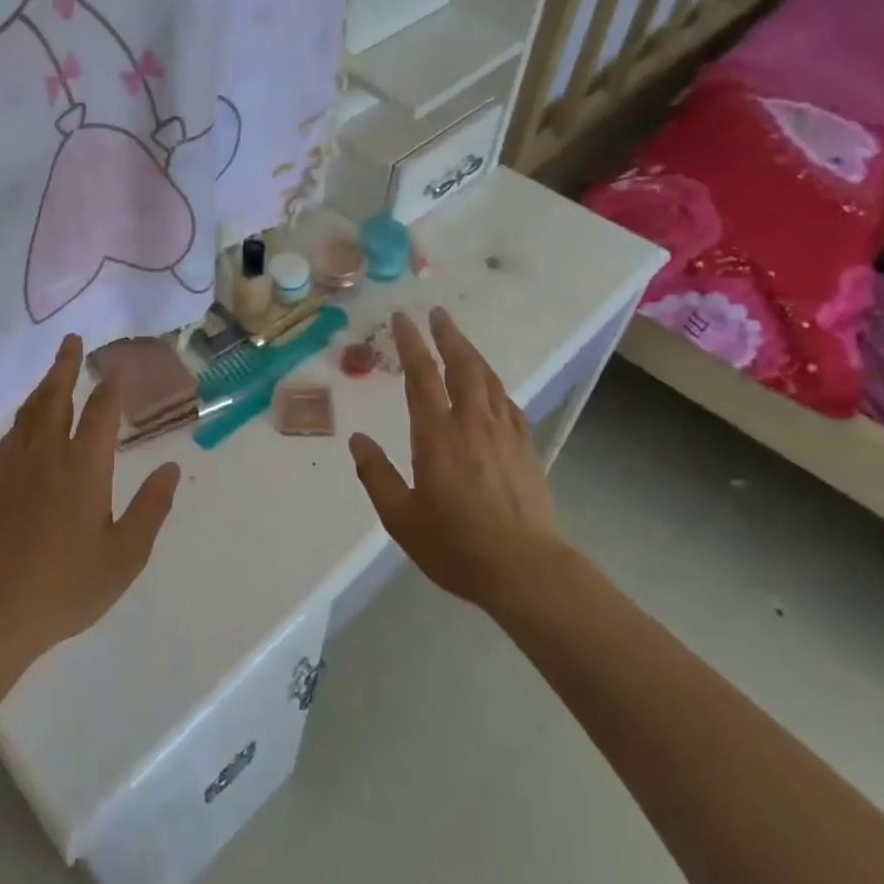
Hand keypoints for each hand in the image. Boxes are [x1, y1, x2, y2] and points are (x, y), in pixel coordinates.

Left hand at [0, 334, 178, 658]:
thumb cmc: (69, 586)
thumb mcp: (125, 554)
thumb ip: (150, 508)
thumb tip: (170, 467)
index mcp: (83, 468)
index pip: (100, 413)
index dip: (112, 387)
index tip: (120, 366)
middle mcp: (47, 457)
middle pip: (55, 398)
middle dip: (66, 367)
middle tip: (72, 340)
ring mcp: (16, 469)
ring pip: (30, 413)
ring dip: (44, 386)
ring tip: (53, 371)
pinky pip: (11, 437)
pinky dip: (23, 418)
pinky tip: (25, 423)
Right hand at [348, 308, 561, 611]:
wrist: (526, 569)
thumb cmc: (456, 545)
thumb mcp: (401, 518)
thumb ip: (376, 475)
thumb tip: (358, 439)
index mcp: (438, 435)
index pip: (422, 376)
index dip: (411, 344)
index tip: (402, 319)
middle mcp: (472, 423)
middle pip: (462, 365)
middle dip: (447, 335)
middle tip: (437, 313)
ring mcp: (504, 433)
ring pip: (488, 378)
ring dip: (471, 352)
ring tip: (458, 338)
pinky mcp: (525, 447)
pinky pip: (507, 401)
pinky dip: (493, 382)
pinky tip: (490, 385)